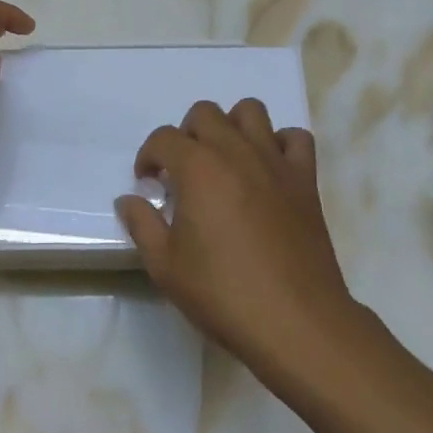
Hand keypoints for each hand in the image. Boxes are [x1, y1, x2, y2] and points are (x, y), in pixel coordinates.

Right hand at [115, 99, 356, 372]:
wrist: (295, 321)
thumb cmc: (223, 294)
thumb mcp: (165, 266)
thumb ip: (141, 224)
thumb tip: (128, 200)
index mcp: (198, 167)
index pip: (164, 138)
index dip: (148, 156)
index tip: (147, 183)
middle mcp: (236, 151)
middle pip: (205, 113)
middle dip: (186, 135)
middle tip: (183, 172)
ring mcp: (274, 161)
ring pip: (251, 111)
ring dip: (231, 127)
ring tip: (224, 161)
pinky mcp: (305, 179)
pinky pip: (295, 138)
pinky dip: (279, 144)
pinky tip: (268, 170)